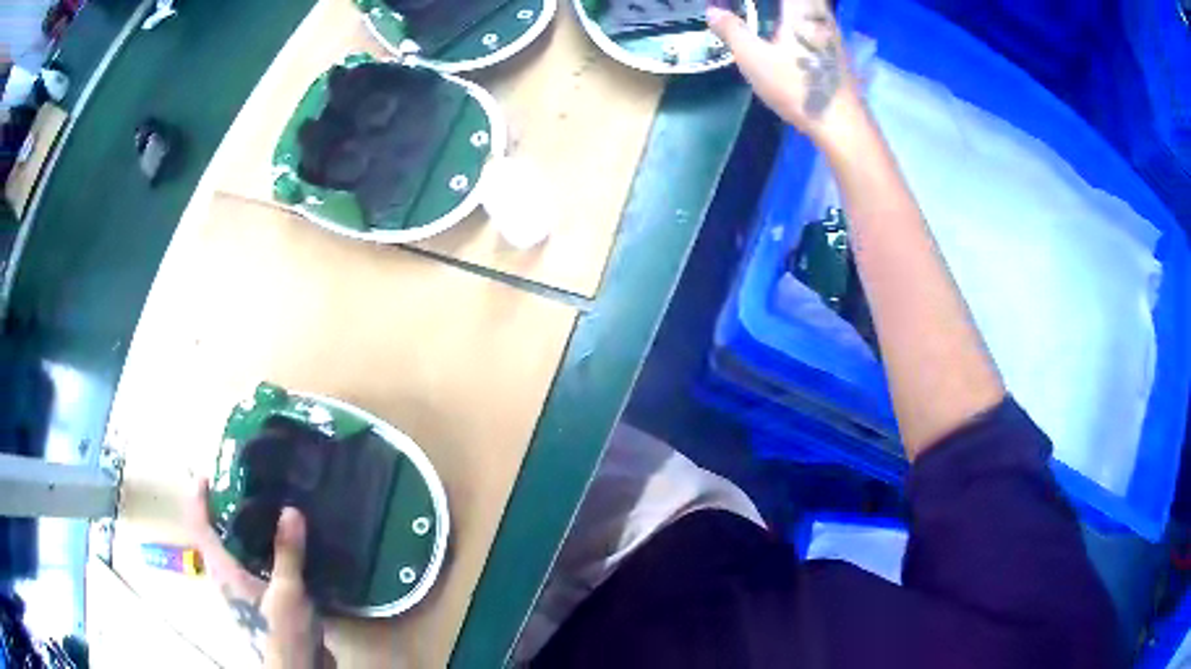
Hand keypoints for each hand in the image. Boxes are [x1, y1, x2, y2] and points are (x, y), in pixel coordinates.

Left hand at [186, 479, 332, 668]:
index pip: (200, 528)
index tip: (205, 475)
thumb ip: (287, 553)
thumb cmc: (282, 633)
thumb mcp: (288, 593)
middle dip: (220, 511)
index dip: (198, 500)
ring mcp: (244, 592)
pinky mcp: (261, 602)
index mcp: (224, 572)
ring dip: (240, 530)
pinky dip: (259, 548)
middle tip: (241, 487)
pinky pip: (253, 566)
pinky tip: (281, 546)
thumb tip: (290, 510)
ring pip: (233, 553)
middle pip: (213, 538)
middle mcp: (227, 579)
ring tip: (262, 509)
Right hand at [708, 0, 860, 146]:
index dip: (760, 3)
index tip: (746, 7)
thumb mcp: (753, 58)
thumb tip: (712, 10)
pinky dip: (800, 26)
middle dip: (776, 8)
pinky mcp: (838, 52)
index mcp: (800, 9)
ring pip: (810, 11)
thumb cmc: (796, 86)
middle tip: (754, 14)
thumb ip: (732, 30)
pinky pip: (815, 26)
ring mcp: (833, 34)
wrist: (840, 123)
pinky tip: (786, 40)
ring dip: (790, 14)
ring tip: (766, 23)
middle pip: (801, 2)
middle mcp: (820, 15)